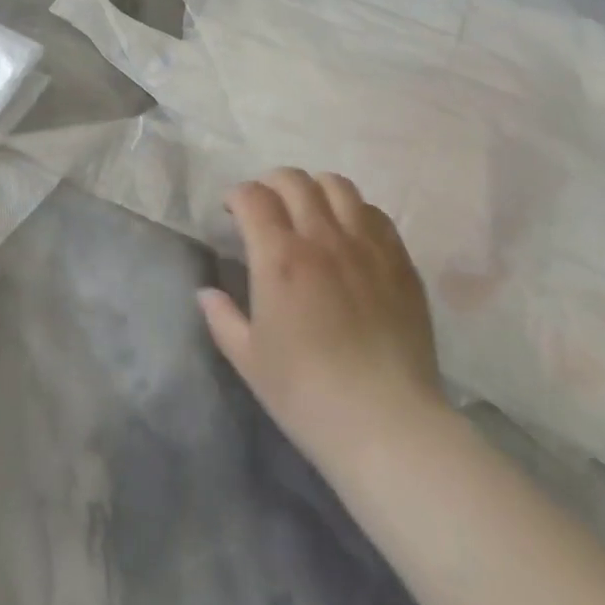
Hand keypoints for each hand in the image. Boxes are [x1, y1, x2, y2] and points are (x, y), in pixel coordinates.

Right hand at [199, 168, 442, 473]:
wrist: (387, 424)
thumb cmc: (307, 394)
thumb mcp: (249, 360)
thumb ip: (222, 318)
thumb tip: (205, 293)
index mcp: (279, 257)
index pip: (254, 196)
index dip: (238, 195)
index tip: (233, 212)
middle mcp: (322, 237)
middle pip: (294, 180)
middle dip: (271, 184)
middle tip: (267, 208)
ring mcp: (366, 245)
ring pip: (337, 185)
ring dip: (314, 189)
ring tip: (310, 211)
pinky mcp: (399, 260)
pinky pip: (374, 213)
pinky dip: (354, 210)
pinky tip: (349, 233)